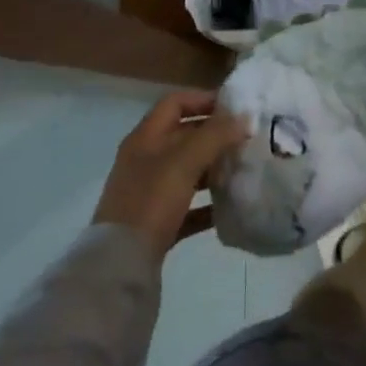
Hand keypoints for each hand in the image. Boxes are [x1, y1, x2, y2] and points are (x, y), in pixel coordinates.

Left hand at [93, 92, 246, 263]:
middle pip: (184, 136)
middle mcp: (145, 161)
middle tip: (247, 138)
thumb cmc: (150, 201)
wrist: (119, 266)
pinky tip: (230, 207)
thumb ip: (216, 135)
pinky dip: (208, 204)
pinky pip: (188, 206)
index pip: (175, 102)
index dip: (204, 99)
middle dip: (215, 135)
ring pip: (188, 171)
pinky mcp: (156, 223)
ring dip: (214, 168)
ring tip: (243, 169)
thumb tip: (245, 116)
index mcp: (145, 138)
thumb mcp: (184, 161)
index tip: (236, 108)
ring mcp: (149, 193)